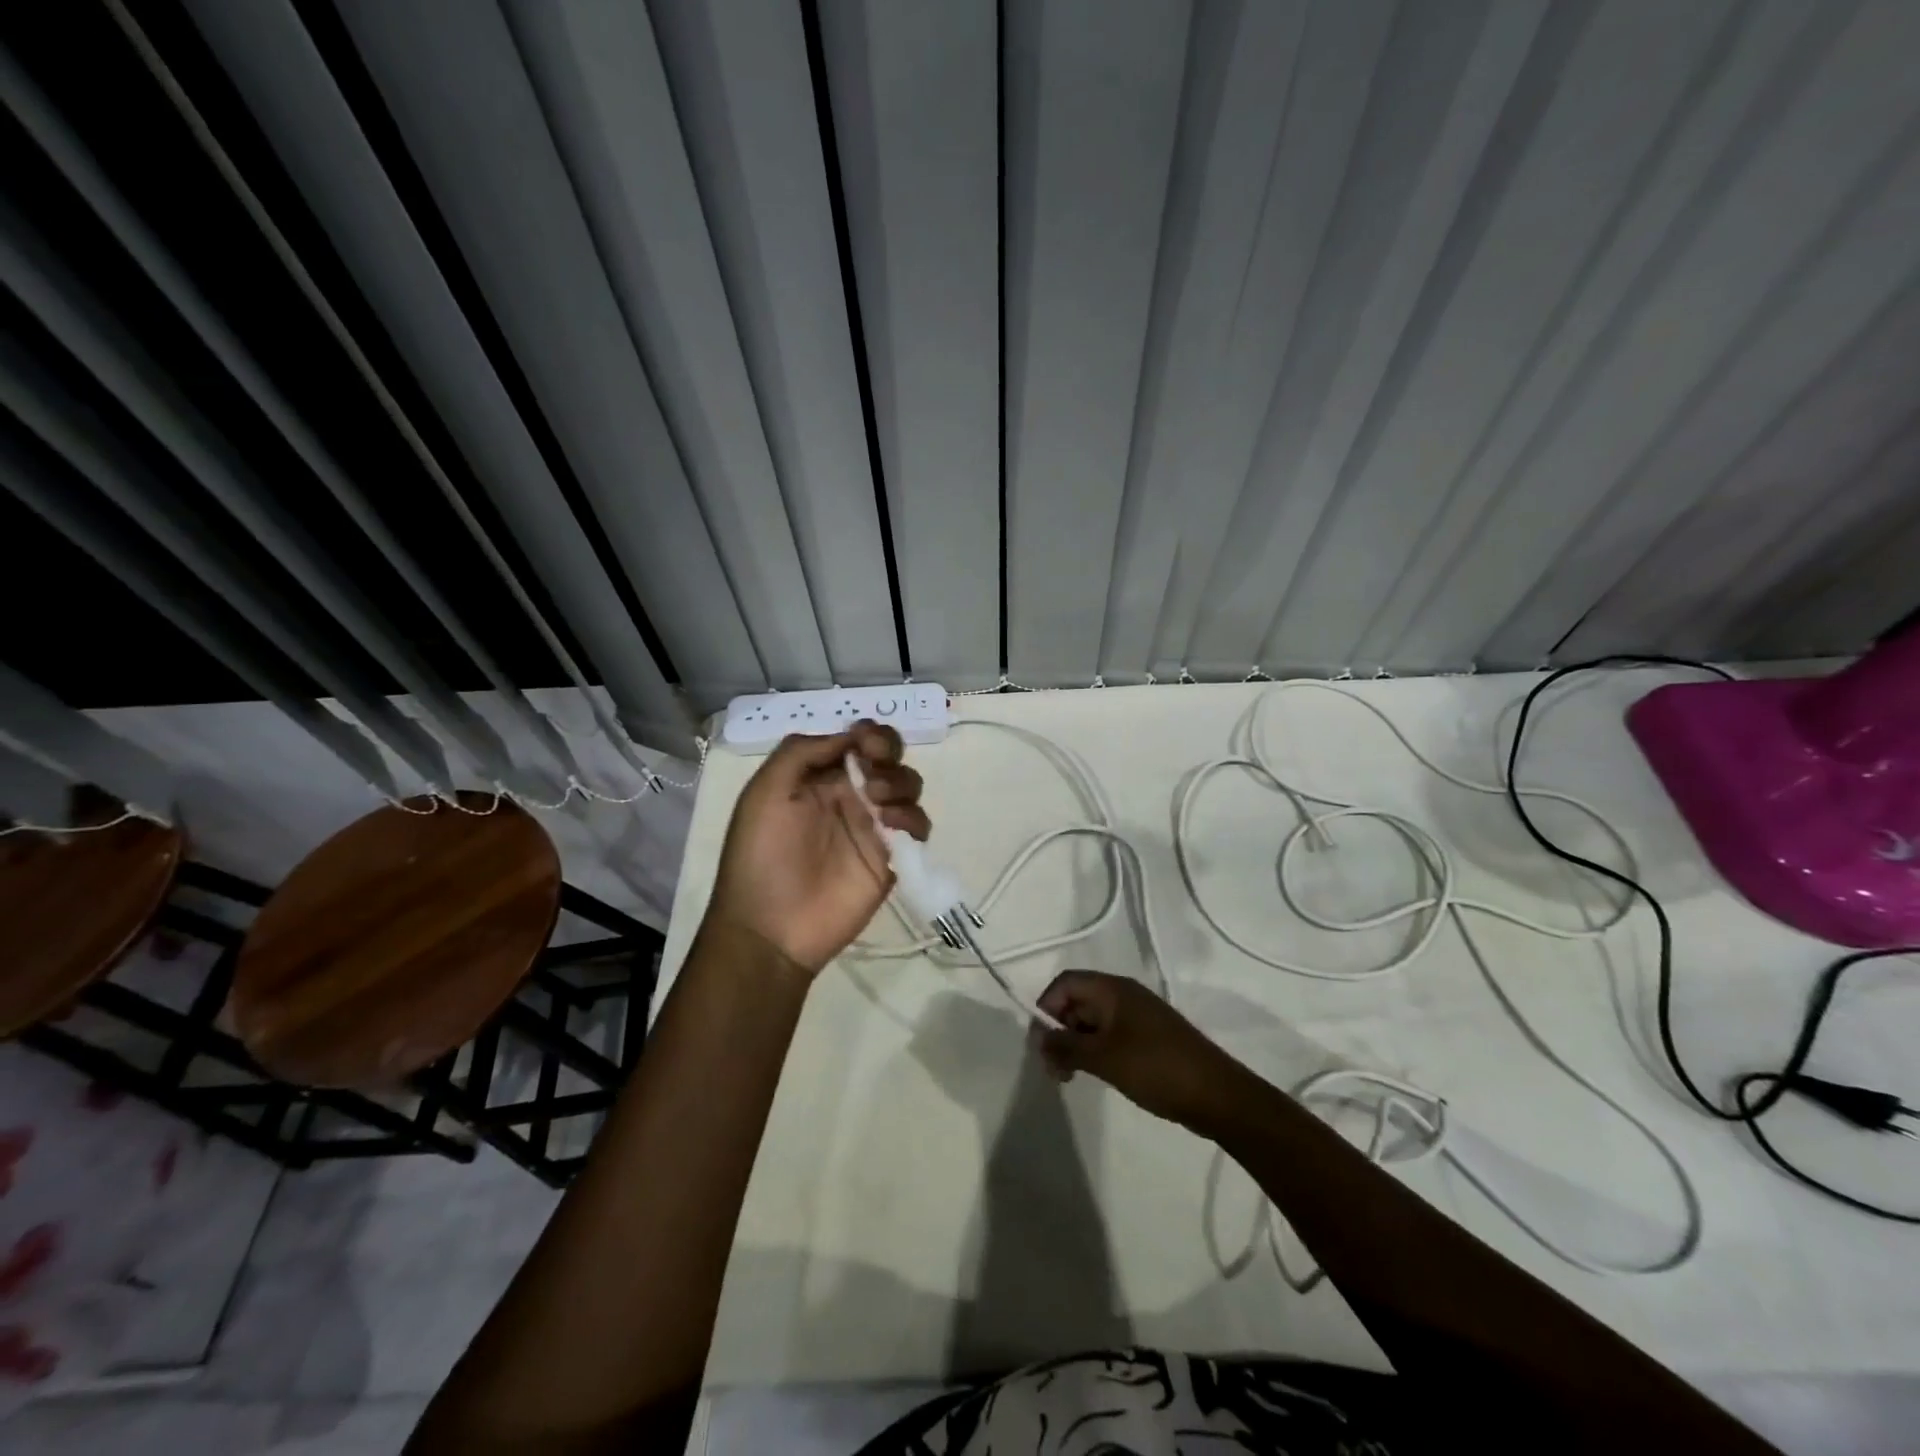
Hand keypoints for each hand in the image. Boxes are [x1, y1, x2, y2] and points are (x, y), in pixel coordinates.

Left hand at [704, 721, 929, 974]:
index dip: (868, 733)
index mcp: (819, 777)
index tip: (865, 743)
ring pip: (907, 786)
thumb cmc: (761, 855)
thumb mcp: (765, 792)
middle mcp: (850, 794)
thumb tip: (849, 737)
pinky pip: (918, 826)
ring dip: (900, 782)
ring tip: (877, 801)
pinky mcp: (891, 857)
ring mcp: (873, 826)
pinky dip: (914, 818)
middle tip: (873, 770)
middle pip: (889, 757)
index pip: (856, 740)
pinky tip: (893, 826)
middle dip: (888, 751)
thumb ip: (802, 752)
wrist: (771, 928)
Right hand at [1031, 971, 1249, 1132]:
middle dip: (1059, 1030)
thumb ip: (1065, 1046)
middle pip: (1077, 1000)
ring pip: (1092, 1020)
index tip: (1043, 1044)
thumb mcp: (1103, 1058)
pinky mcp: (1148, 1037)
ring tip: (1071, 1077)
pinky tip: (1095, 1074)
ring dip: (1076, 1043)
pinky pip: (1110, 1034)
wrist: (1217, 1095)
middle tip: (1056, 1069)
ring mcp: (1138, 1015)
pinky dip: (1095, 1050)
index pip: (1065, 983)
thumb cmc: (1155, 1068)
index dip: (1046, 1008)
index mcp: (1113, 989)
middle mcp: (1124, 994)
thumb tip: (1038, 1039)